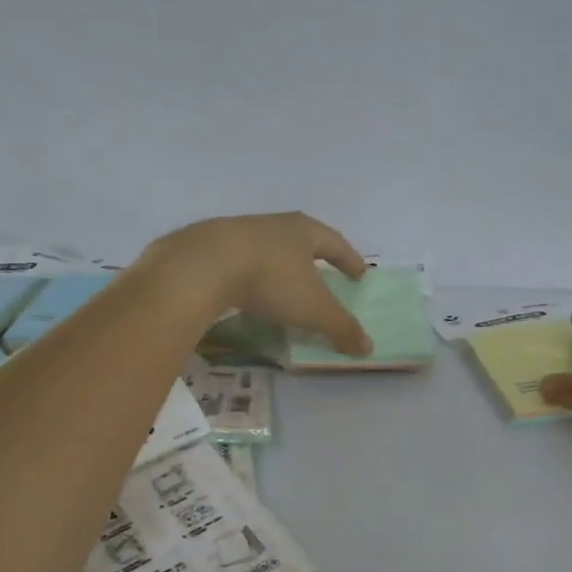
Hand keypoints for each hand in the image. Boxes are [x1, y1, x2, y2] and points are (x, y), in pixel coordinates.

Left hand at [143, 213, 372, 355]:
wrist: (202, 265)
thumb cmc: (271, 280)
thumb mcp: (313, 309)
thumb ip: (341, 327)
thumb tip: (368, 347)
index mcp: (303, 231)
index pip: (335, 243)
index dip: (349, 260)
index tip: (360, 274)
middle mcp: (273, 224)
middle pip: (301, 239)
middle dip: (314, 258)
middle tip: (324, 274)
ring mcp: (238, 233)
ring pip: (268, 248)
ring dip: (279, 265)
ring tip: (284, 285)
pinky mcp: (209, 247)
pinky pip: (239, 261)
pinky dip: (249, 275)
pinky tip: (246, 291)